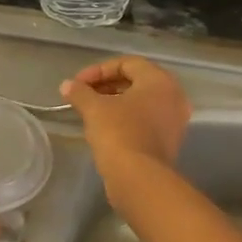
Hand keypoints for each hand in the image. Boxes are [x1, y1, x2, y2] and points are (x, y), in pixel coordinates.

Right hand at [61, 57, 191, 199]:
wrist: (138, 178)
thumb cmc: (119, 133)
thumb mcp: (94, 108)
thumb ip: (80, 92)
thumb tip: (67, 85)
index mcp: (160, 81)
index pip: (127, 63)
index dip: (99, 70)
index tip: (78, 83)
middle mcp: (174, 96)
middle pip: (136, 81)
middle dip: (106, 85)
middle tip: (83, 94)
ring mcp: (174, 120)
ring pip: (141, 101)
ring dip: (115, 102)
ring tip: (91, 110)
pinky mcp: (169, 141)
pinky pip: (146, 119)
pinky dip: (126, 117)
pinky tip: (104, 127)